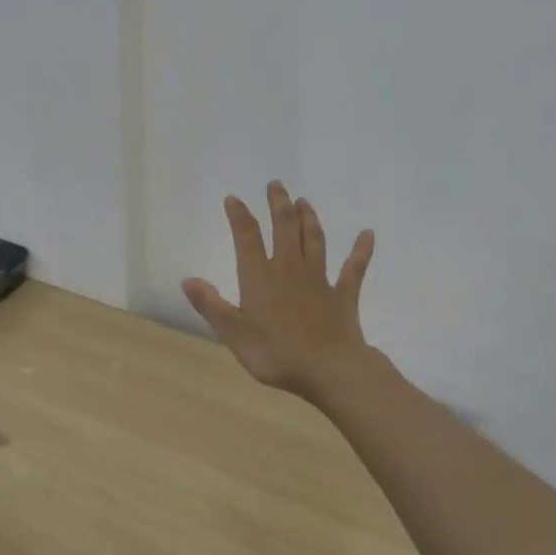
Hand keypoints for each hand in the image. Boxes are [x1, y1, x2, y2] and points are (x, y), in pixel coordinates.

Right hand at [182, 182, 376, 402]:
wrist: (329, 370)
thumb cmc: (275, 353)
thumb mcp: (233, 333)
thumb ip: (211, 304)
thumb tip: (187, 279)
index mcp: (260, 277)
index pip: (247, 237)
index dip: (239, 216)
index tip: (234, 198)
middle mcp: (289, 269)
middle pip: (285, 228)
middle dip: (278, 205)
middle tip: (276, 184)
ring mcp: (319, 280)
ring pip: (314, 241)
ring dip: (309, 219)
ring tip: (304, 201)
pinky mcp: (343, 295)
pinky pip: (354, 268)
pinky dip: (361, 250)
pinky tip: (367, 235)